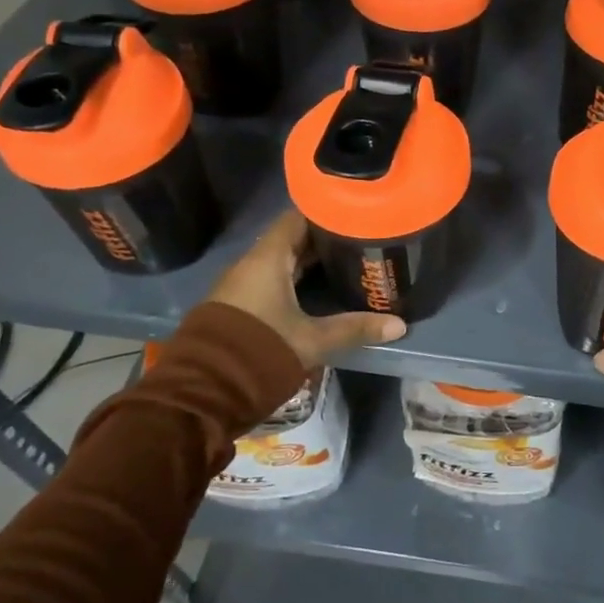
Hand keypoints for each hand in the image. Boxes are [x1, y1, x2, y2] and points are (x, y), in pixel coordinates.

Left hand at [207, 210, 405, 369]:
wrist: (204, 390)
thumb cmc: (261, 350)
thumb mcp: (313, 340)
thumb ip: (355, 329)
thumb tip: (399, 325)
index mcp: (268, 258)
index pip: (297, 217)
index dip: (326, 212)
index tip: (355, 212)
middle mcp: (252, 264)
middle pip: (292, 238)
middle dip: (325, 238)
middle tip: (361, 237)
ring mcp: (243, 285)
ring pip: (282, 260)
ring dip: (310, 260)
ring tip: (348, 260)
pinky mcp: (240, 305)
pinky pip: (273, 279)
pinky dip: (297, 277)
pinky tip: (320, 288)